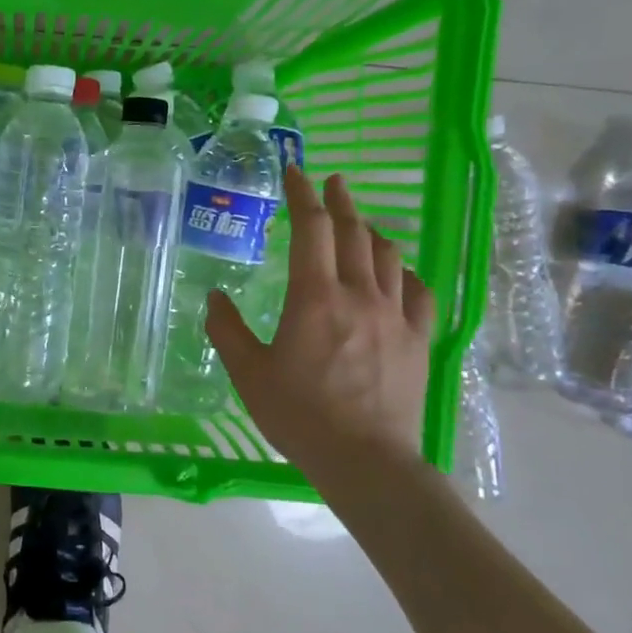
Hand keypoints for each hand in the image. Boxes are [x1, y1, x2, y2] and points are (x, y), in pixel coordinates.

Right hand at [206, 169, 433, 478]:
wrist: (365, 460)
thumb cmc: (299, 414)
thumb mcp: (248, 373)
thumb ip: (227, 330)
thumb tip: (213, 297)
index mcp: (315, 297)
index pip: (312, 229)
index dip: (302, 195)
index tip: (295, 172)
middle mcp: (360, 295)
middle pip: (354, 233)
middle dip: (340, 202)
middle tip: (332, 182)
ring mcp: (395, 317)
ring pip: (388, 257)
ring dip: (371, 232)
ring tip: (359, 223)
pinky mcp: (418, 340)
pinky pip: (418, 292)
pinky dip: (404, 272)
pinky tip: (398, 272)